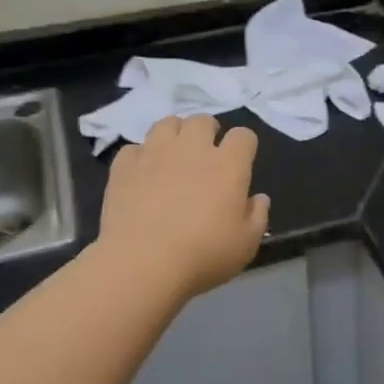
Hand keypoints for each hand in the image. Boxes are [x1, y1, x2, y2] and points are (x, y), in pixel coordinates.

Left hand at [95, 115, 269, 299]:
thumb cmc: (203, 254)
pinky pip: (134, 148)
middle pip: (203, 121)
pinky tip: (142, 174)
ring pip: (167, 123)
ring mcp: (155, 153)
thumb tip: (259, 198)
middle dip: (208, 132)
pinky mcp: (124, 166)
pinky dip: (140, 157)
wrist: (142, 263)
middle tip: (206, 155)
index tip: (241, 162)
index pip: (243, 136)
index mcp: (228, 165)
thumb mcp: (246, 244)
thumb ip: (258, 216)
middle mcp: (192, 149)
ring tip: (173, 155)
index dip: (244, 146)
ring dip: (174, 134)